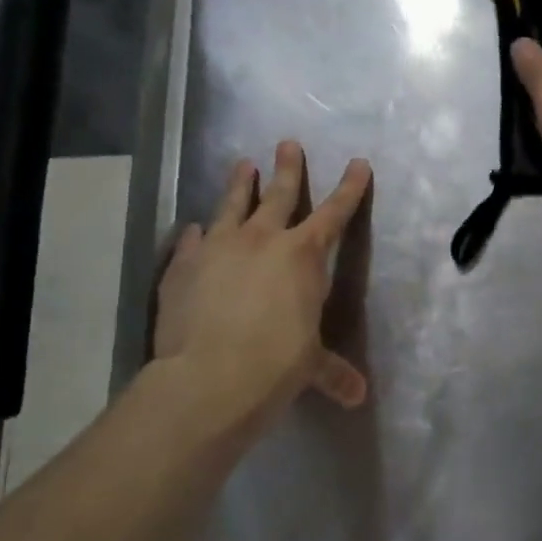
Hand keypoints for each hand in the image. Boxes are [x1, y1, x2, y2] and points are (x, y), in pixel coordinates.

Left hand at [153, 141, 371, 438]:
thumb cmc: (276, 365)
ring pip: (232, 205)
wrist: (209, 377)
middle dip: (288, 168)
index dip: (350, 188)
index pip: (335, 213)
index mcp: (303, 256)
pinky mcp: (182, 265)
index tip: (358, 162)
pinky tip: (194, 229)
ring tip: (243, 164)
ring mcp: (218, 247)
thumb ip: (333, 373)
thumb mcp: (311, 367)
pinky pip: (192, 240)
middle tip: (288, 144)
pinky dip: (197, 233)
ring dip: (240, 184)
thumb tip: (358, 396)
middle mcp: (262, 240)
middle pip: (280, 194)